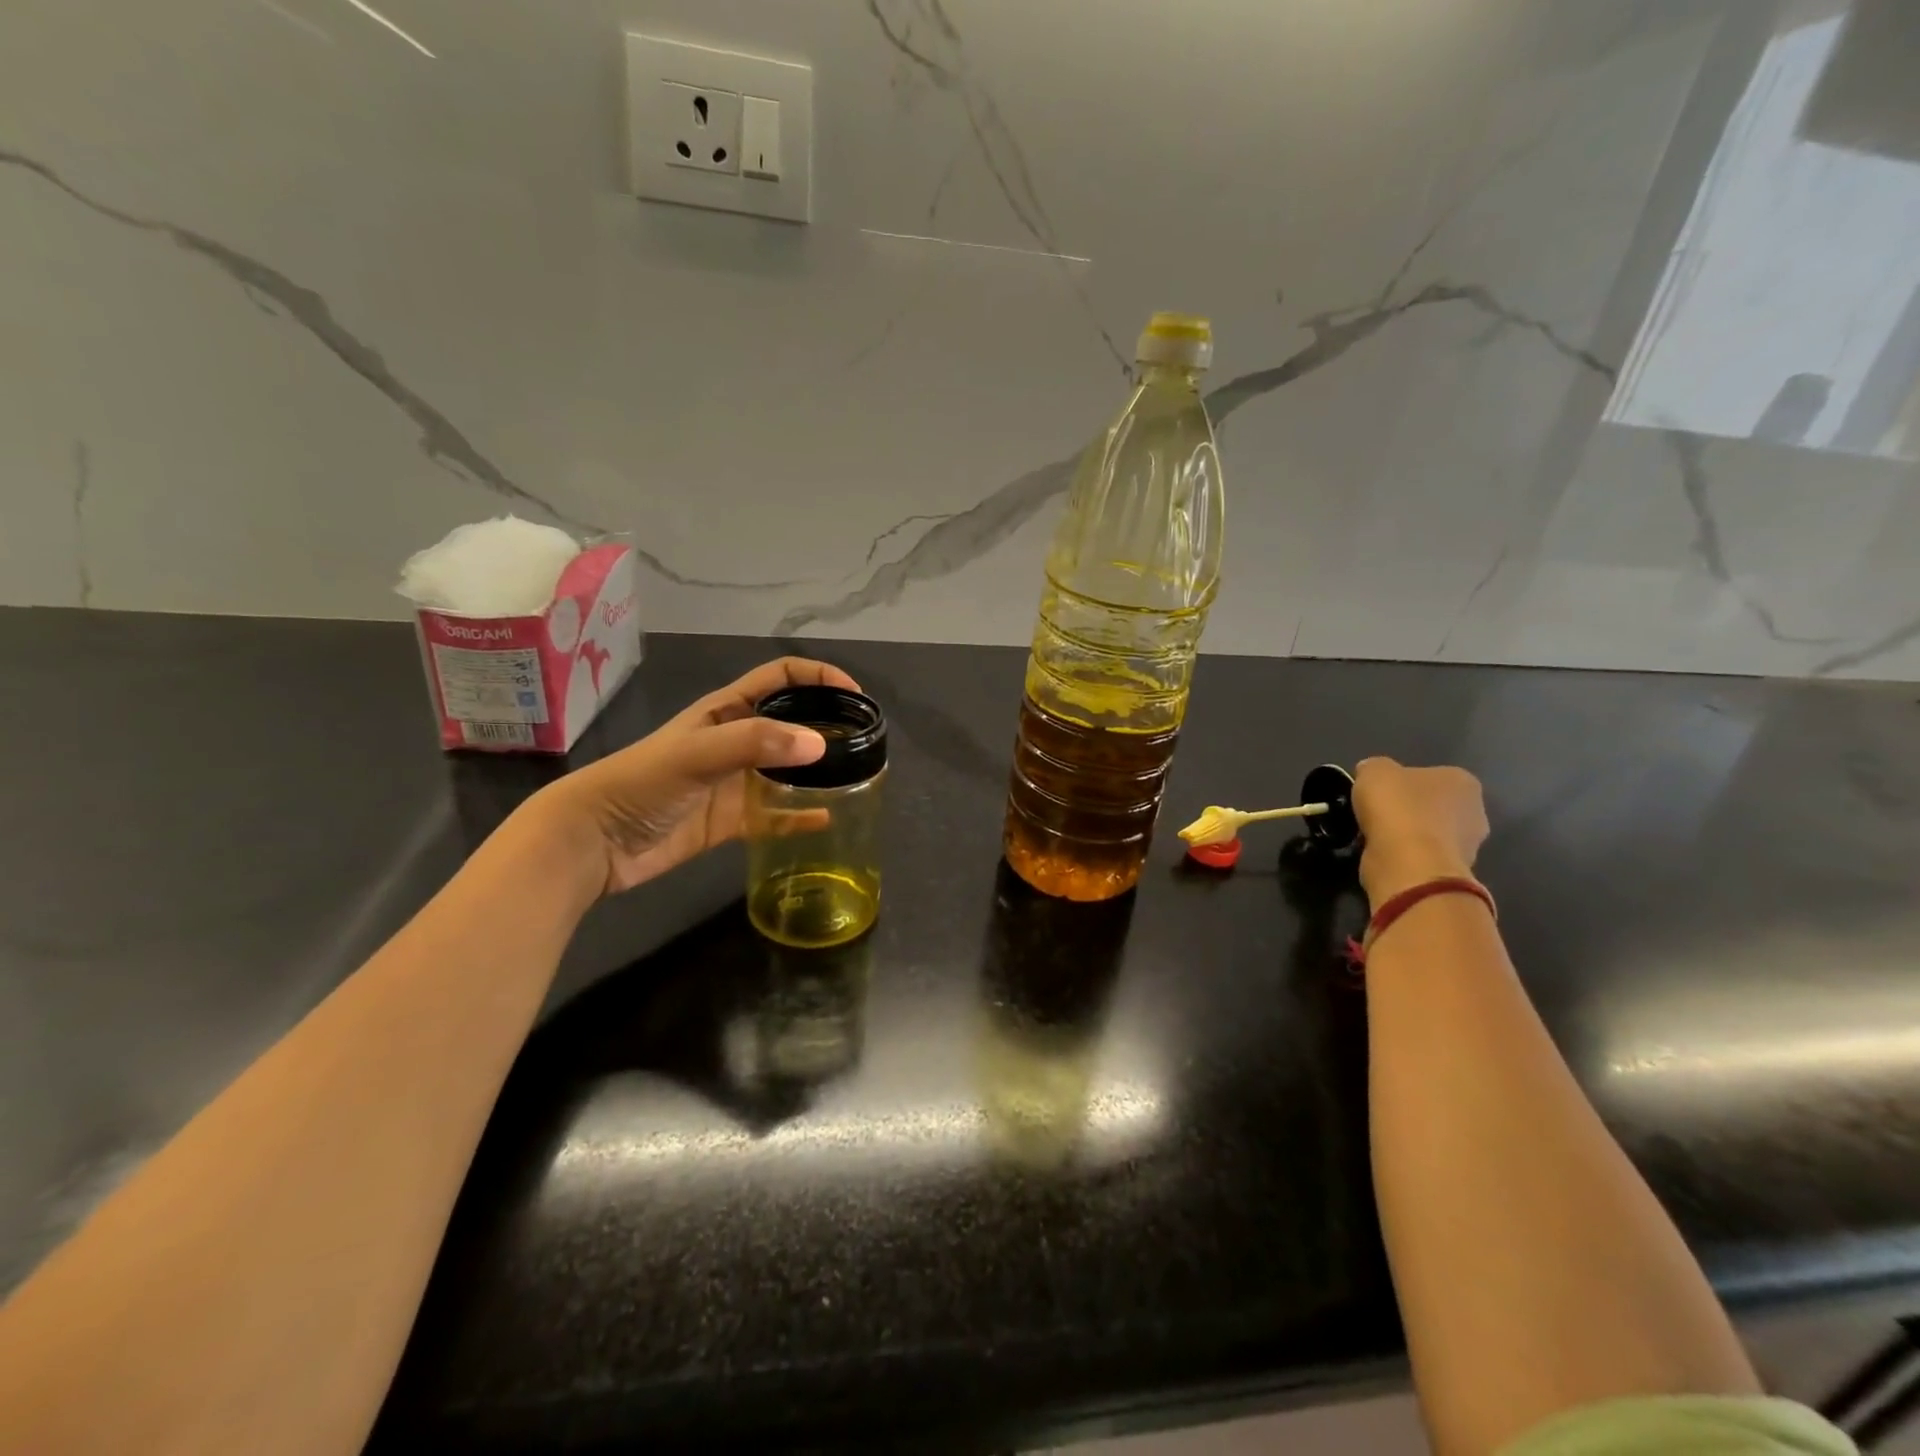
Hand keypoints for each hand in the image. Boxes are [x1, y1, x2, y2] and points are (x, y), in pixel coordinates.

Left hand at [533, 658, 860, 897]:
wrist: (594, 842)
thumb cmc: (641, 783)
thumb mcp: (697, 753)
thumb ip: (755, 743)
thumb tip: (820, 745)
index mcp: (726, 711)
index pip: (781, 678)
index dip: (818, 676)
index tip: (854, 694)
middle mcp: (735, 741)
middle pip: (791, 722)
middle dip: (827, 724)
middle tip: (863, 740)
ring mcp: (734, 782)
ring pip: (788, 769)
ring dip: (818, 771)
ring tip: (855, 777)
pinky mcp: (731, 820)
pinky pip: (776, 815)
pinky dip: (801, 816)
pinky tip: (826, 819)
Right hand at [1352, 757, 1488, 904]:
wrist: (1409, 865)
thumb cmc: (1397, 808)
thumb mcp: (1373, 771)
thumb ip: (1375, 769)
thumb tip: (1371, 774)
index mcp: (1462, 781)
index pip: (1430, 776)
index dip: (1401, 783)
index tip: (1379, 793)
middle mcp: (1475, 811)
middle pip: (1434, 806)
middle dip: (1410, 811)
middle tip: (1379, 815)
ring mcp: (1469, 847)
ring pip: (1430, 834)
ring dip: (1408, 837)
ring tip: (1377, 839)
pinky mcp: (1453, 873)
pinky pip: (1423, 858)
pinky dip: (1406, 858)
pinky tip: (1385, 856)